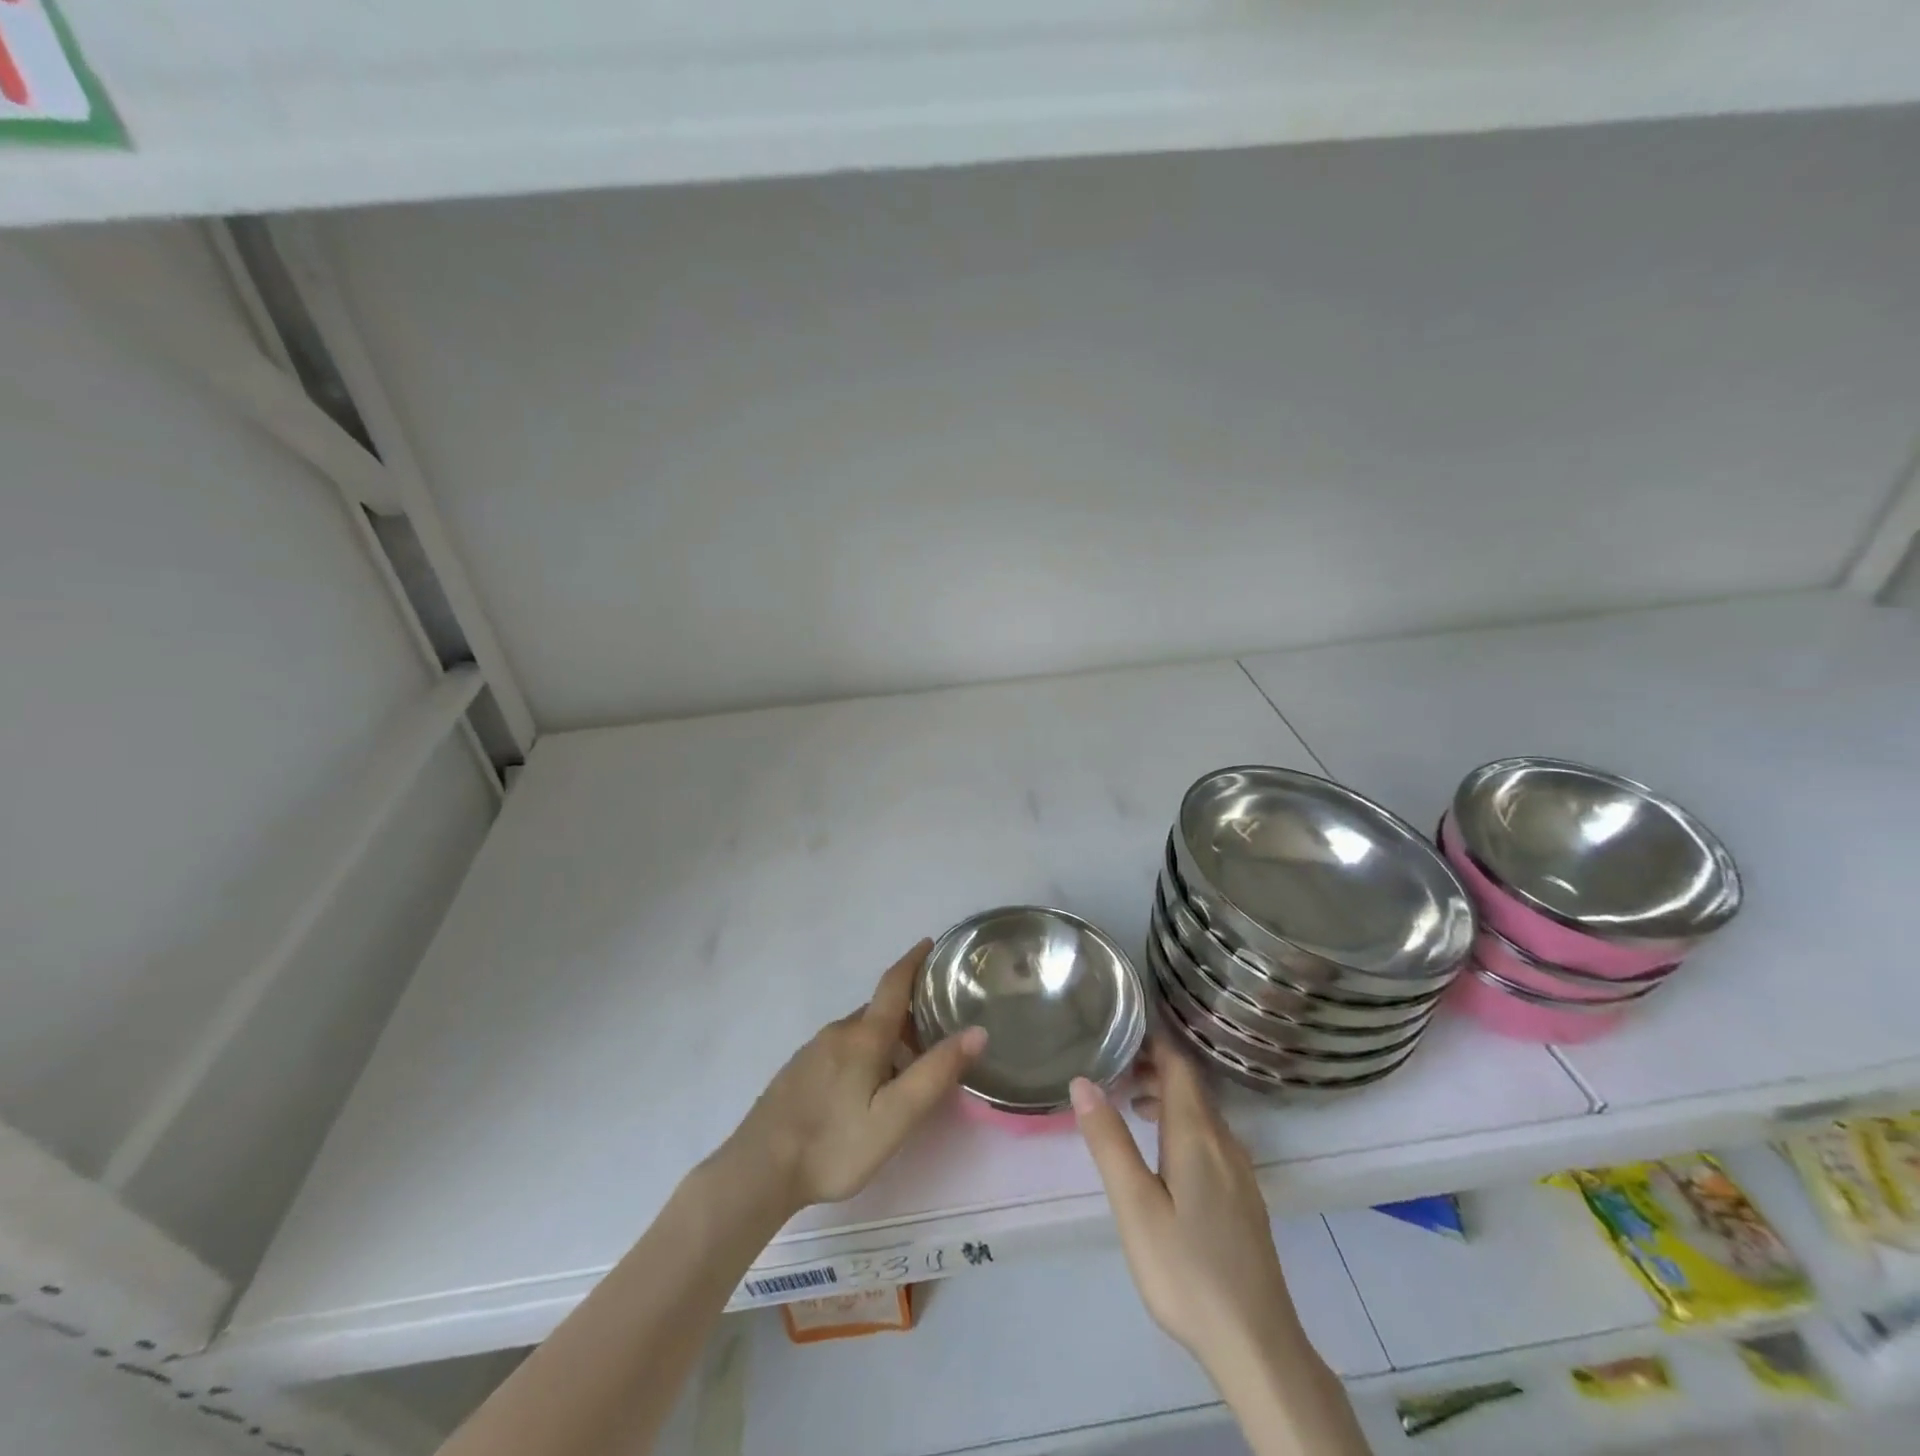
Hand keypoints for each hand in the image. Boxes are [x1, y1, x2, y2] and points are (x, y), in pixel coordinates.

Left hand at [723, 940, 987, 1214]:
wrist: (758, 1171)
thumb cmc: (834, 1144)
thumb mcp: (895, 1117)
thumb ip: (935, 1074)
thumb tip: (977, 1031)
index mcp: (864, 1036)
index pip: (893, 984)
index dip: (913, 961)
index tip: (930, 944)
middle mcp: (838, 1032)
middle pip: (879, 1010)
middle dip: (907, 1012)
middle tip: (937, 1029)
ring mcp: (813, 1050)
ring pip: (859, 1032)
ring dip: (885, 1037)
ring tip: (907, 1065)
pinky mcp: (798, 1071)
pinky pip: (841, 1048)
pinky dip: (864, 1052)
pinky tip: (866, 1087)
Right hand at [1071, 1035, 1301, 1378]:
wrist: (1257, 1344)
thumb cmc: (1187, 1270)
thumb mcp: (1135, 1206)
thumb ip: (1109, 1141)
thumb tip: (1082, 1081)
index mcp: (1197, 1135)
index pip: (1179, 1065)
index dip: (1153, 1040)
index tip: (1123, 1022)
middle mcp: (1223, 1142)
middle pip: (1191, 1085)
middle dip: (1155, 1065)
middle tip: (1114, 1061)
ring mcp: (1239, 1171)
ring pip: (1201, 1112)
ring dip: (1167, 1095)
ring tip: (1129, 1100)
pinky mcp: (1243, 1196)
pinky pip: (1209, 1137)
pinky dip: (1181, 1122)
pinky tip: (1162, 1150)